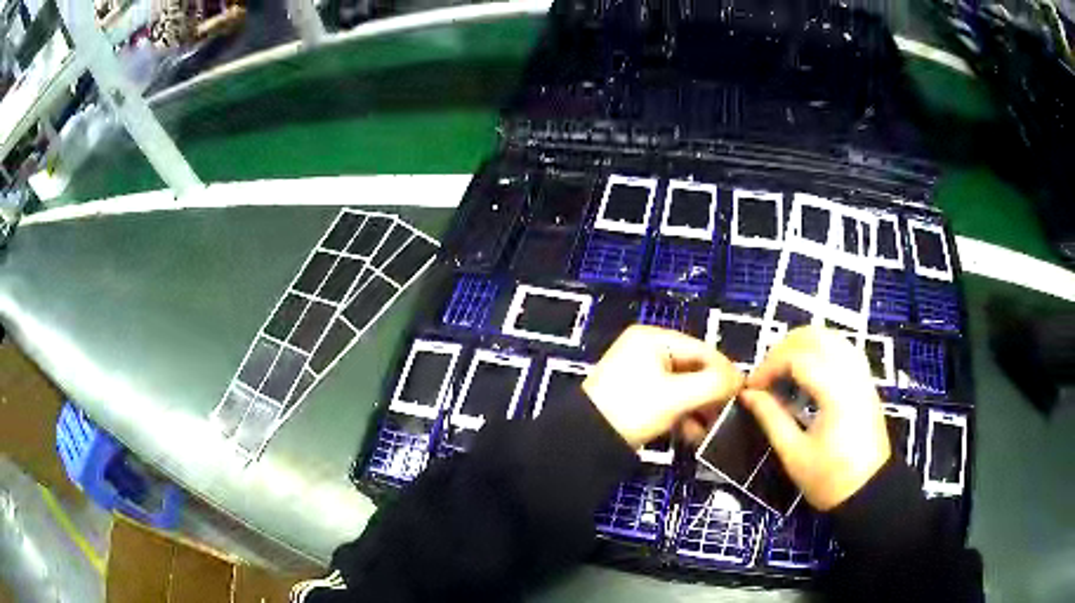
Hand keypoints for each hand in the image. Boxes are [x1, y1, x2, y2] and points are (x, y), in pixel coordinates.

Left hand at [583, 325, 742, 447]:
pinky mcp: (638, 397)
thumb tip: (740, 379)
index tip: (744, 392)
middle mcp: (647, 350)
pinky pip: (670, 400)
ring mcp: (641, 374)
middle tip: (729, 413)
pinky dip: (683, 415)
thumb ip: (713, 384)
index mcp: (653, 338)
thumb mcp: (676, 396)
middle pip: (693, 368)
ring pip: (683, 387)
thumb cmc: (633, 408)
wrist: (586, 440)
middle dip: (712, 393)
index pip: (702, 349)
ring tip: (713, 427)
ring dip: (700, 407)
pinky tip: (694, 434)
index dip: (726, 371)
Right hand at [740, 327, 889, 510]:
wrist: (869, 491)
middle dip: (784, 348)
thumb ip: (771, 418)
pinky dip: (821, 349)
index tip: (751, 388)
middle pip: (815, 336)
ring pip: (831, 336)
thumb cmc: (829, 479)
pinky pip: (842, 348)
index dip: (769, 366)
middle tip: (766, 375)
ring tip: (783, 370)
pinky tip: (808, 372)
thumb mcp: (794, 454)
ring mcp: (862, 374)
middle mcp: (851, 374)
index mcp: (835, 393)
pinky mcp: (866, 380)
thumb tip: (748, 395)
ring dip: (803, 344)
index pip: (797, 358)